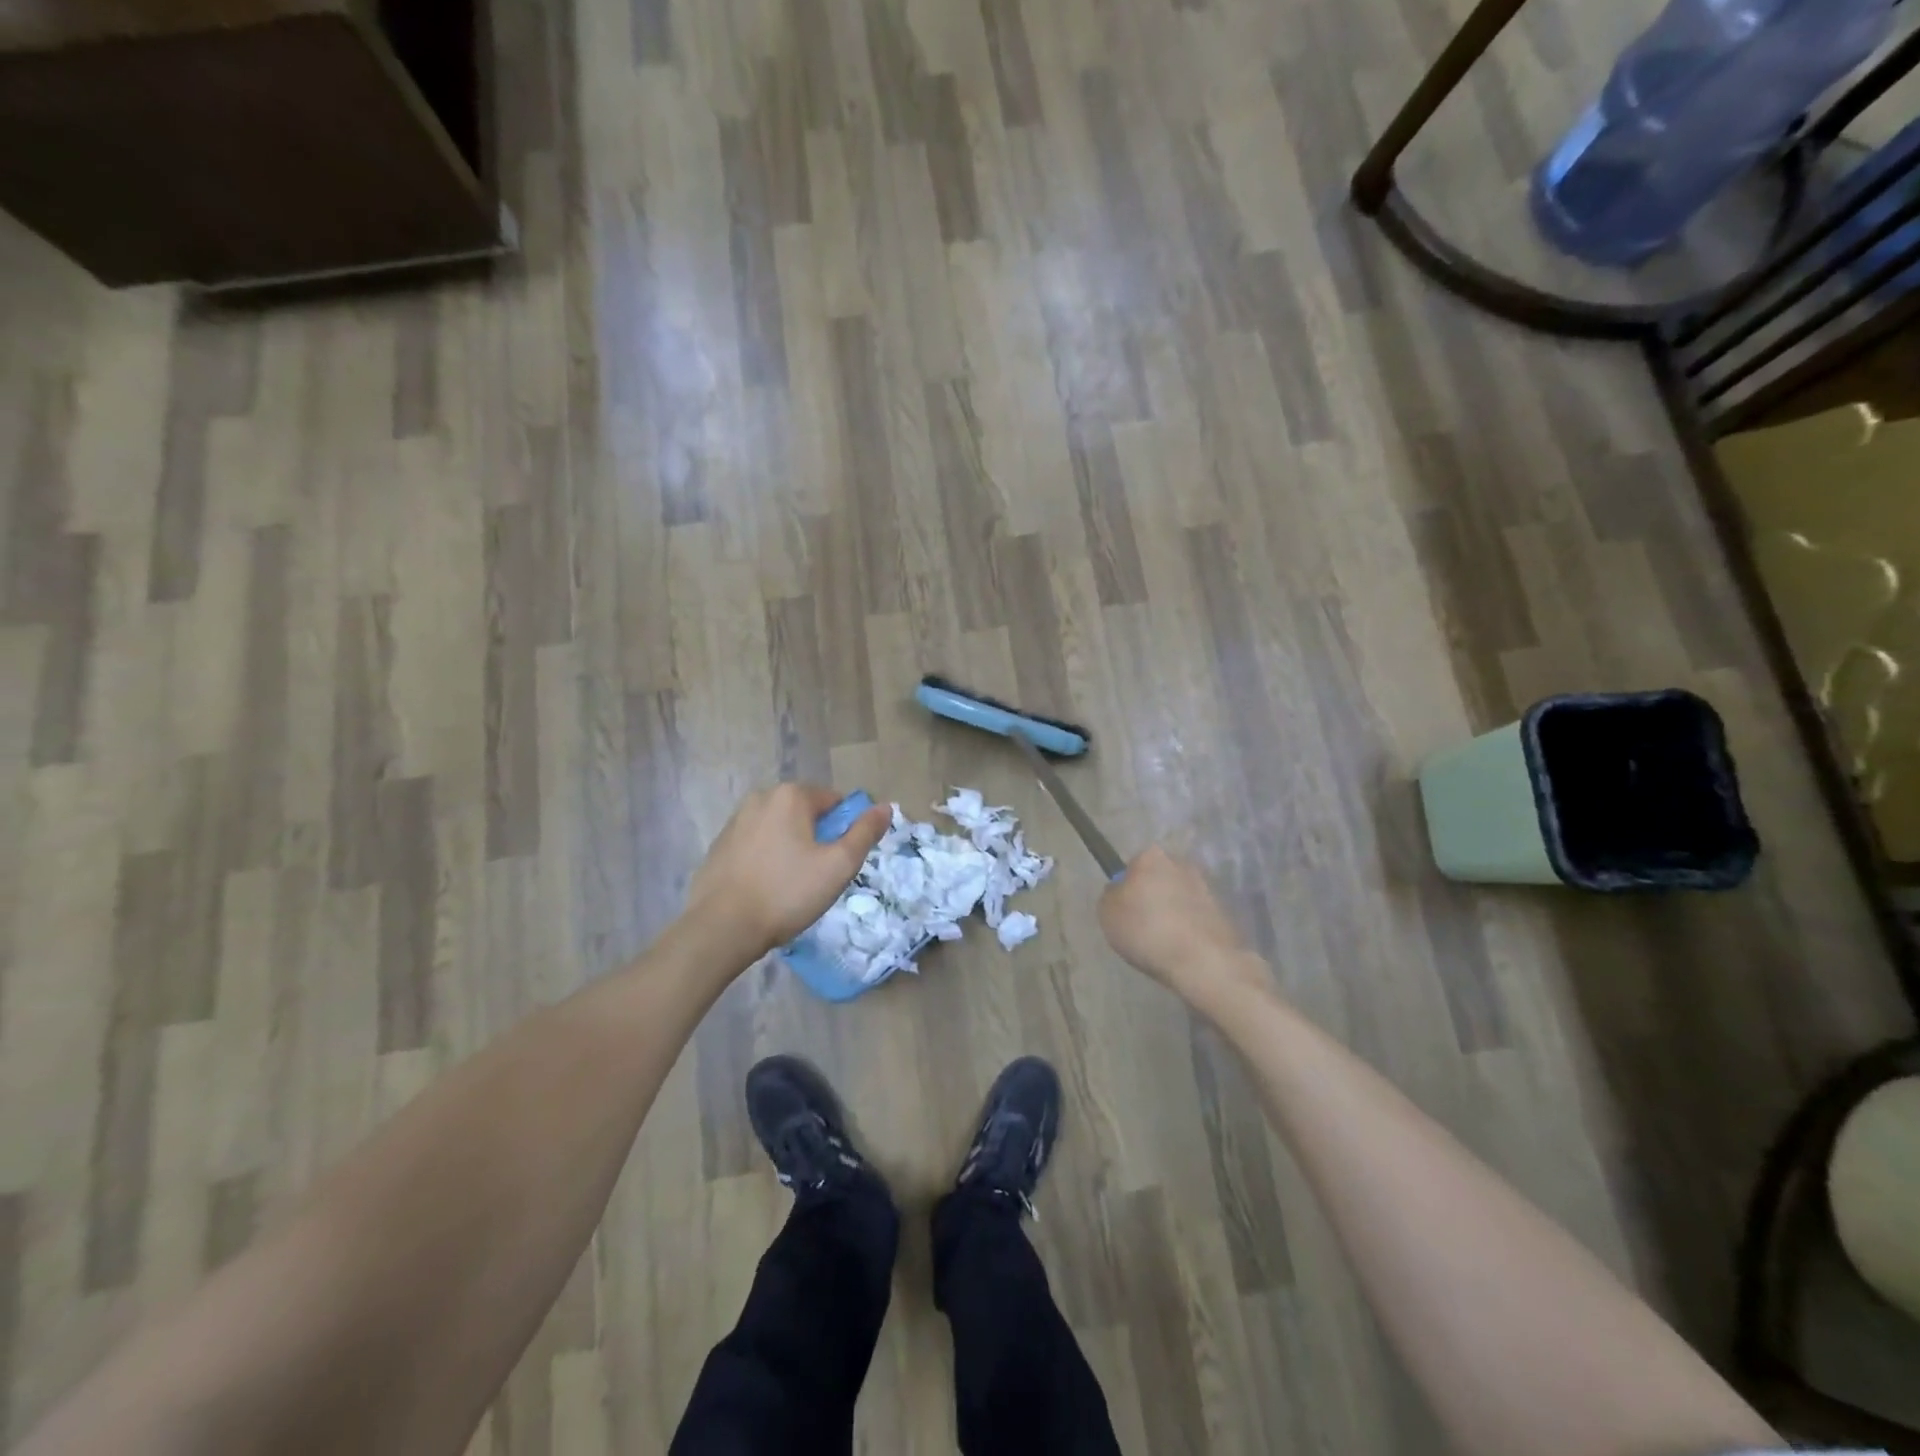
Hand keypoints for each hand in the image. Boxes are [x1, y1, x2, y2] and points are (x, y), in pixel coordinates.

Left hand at [686, 784, 890, 957]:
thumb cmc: (787, 893)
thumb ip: (865, 833)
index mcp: (791, 795)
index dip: (846, 830)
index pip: (835, 802)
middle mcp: (761, 797)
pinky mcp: (720, 845)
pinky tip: (767, 888)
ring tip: (792, 886)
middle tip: (820, 877)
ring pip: (780, 829)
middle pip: (806, 813)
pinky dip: (768, 859)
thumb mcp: (839, 865)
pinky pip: (757, 844)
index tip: (841, 861)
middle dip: (818, 838)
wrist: (721, 927)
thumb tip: (885, 807)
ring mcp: (736, 820)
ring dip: (793, 848)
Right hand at [1098, 847, 1265, 1004]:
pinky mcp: (1224, 911)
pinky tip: (1181, 948)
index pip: (1133, 866)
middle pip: (1159, 878)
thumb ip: (1112, 895)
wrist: (1203, 960)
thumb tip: (1121, 891)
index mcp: (1151, 856)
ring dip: (1172, 912)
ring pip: (1179, 897)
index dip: (1127, 888)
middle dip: (1153, 896)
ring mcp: (1206, 886)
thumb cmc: (1147, 930)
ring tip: (1163, 942)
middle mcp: (1181, 863)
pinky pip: (1196, 916)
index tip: (1126, 911)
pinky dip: (1189, 928)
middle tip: (1142, 925)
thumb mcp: (1107, 912)